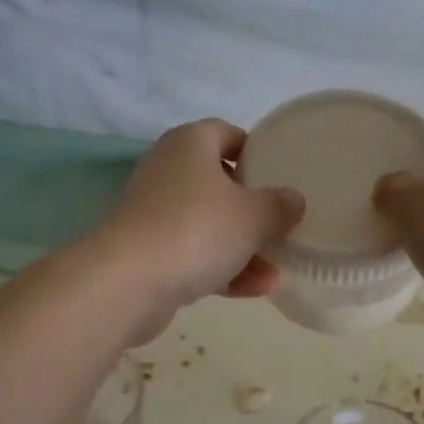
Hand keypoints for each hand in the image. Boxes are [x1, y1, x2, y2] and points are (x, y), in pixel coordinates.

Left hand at [101, 120, 305, 316]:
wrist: (129, 282)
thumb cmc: (198, 229)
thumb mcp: (255, 216)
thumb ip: (280, 206)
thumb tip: (293, 200)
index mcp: (190, 144)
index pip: (227, 133)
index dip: (255, 151)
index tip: (279, 176)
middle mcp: (167, 171)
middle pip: (219, 184)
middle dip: (252, 211)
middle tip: (280, 227)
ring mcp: (153, 213)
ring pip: (207, 225)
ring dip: (242, 248)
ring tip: (274, 274)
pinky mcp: (146, 252)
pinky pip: (192, 254)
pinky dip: (220, 269)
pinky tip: (252, 291)